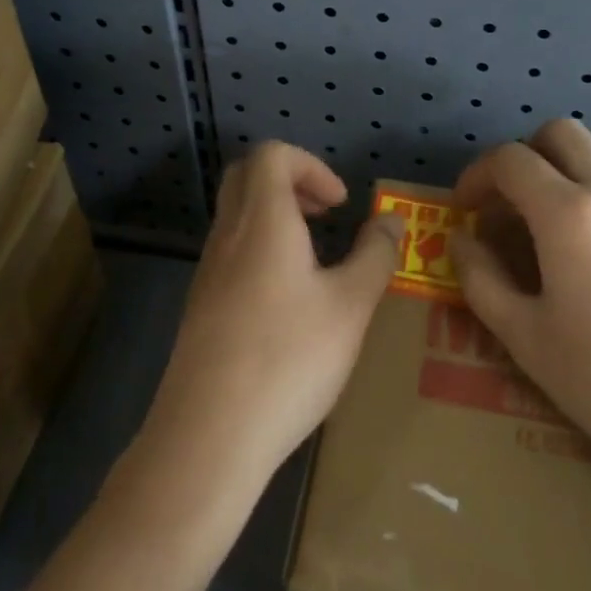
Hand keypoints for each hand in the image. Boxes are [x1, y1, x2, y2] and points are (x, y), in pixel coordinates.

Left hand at [136, 142, 402, 498]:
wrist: (207, 437)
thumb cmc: (287, 360)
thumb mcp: (350, 307)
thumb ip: (375, 256)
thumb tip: (391, 220)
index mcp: (262, 221)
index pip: (272, 154)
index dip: (311, 165)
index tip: (340, 205)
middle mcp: (227, 235)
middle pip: (246, 175)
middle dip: (289, 181)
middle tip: (325, 215)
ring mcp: (207, 271)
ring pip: (235, 215)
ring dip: (274, 217)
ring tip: (315, 258)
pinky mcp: (200, 306)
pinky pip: (230, 252)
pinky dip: (260, 250)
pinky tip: (288, 301)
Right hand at [450, 120, 590, 492]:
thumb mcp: (527, 340)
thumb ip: (482, 281)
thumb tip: (461, 240)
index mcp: (568, 214)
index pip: (510, 160)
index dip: (476, 174)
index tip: (465, 209)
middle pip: (560, 132)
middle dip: (523, 155)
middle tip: (509, 203)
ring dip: (568, 163)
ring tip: (555, 214)